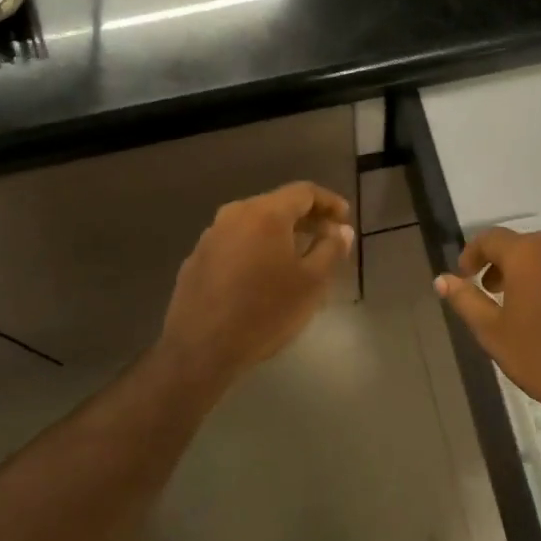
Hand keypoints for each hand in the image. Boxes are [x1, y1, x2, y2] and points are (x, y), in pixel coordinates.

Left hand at [155, 181, 353, 384]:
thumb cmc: (265, 312)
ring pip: (253, 224)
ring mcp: (211, 236)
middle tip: (326, 237)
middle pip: (276, 205)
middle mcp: (234, 214)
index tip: (344, 219)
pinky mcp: (196, 258)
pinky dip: (254, 249)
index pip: (303, 192)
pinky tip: (262, 275)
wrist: (201, 349)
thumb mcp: (311, 283)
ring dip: (278, 234)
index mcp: (265, 214)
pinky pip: (234, 243)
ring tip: (297, 256)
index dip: (328, 202)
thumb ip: (331, 249)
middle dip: (305, 218)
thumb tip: (341, 230)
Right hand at [436, 228, 540, 449]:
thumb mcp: (492, 333)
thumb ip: (465, 300)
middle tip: (498, 294)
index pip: (490, 239)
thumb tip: (441, 279)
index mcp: (526, 254)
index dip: (474, 255)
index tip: (467, 276)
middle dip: (506, 264)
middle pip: (525, 244)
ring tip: (535, 294)